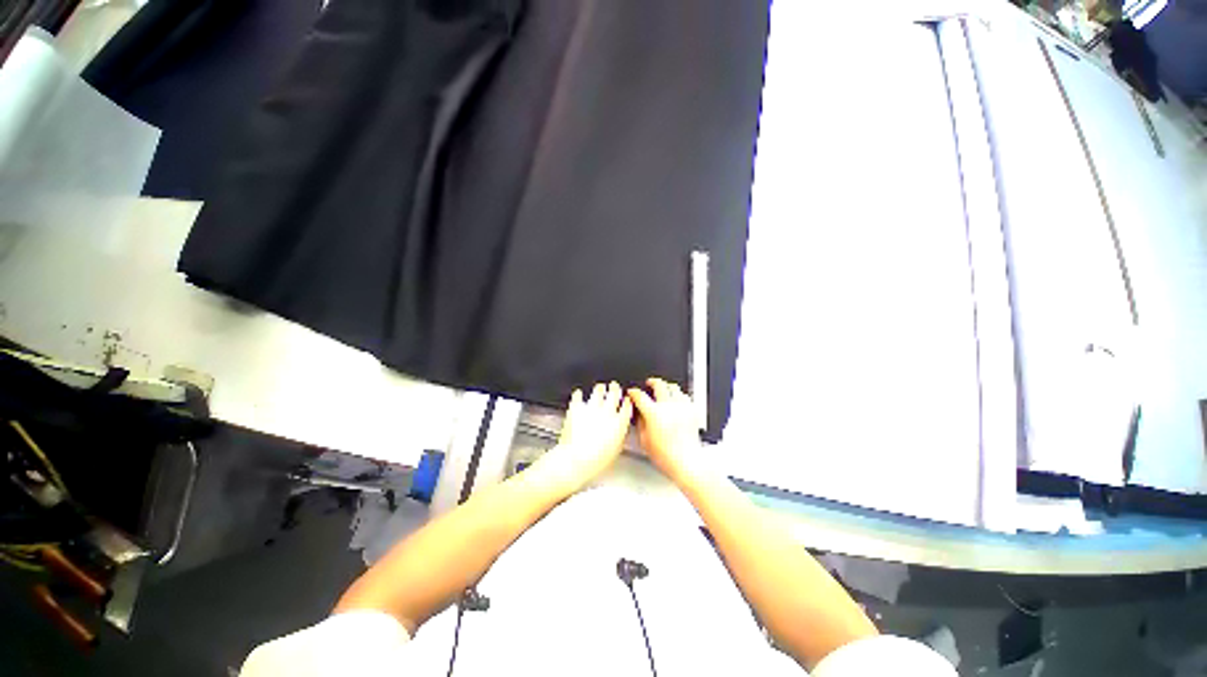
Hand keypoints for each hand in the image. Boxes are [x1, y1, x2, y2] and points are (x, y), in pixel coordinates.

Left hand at [532, 382, 632, 495]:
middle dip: (615, 388)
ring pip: (598, 391)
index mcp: (619, 423)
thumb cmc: (595, 460)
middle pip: (614, 393)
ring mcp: (591, 408)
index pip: (626, 406)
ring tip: (599, 387)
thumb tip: (619, 431)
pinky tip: (578, 394)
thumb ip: (619, 436)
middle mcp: (607, 412)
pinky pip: (578, 396)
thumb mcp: (615, 451)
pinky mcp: (577, 407)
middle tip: (614, 386)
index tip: (626, 399)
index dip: (627, 401)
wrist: (576, 459)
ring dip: (599, 388)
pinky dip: (578, 394)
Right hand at [628, 378, 702, 483]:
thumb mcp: (644, 441)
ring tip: (663, 388)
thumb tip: (640, 414)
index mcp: (654, 413)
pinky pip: (685, 396)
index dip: (634, 392)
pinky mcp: (691, 412)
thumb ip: (640, 423)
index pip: (640, 396)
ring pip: (674, 387)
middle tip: (649, 383)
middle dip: (651, 382)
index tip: (632, 392)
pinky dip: (679, 394)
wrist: (687, 462)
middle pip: (659, 384)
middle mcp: (668, 407)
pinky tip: (676, 398)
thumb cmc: (667, 456)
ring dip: (666, 386)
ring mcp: (681, 408)